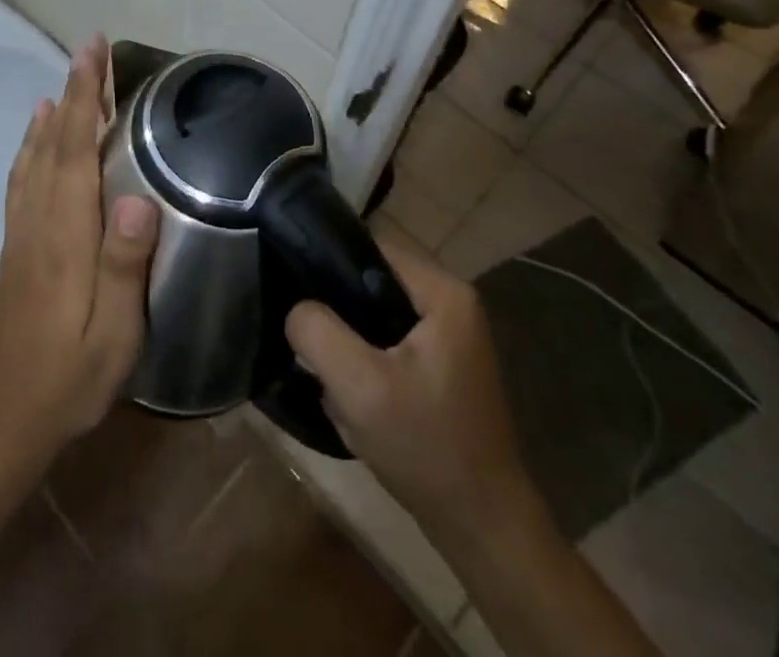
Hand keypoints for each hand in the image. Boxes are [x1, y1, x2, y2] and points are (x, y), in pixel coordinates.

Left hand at [0, 35, 157, 472]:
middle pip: (54, 141)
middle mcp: (40, 220)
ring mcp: (23, 230)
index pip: (74, 151)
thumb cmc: (71, 376)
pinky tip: (37, 134)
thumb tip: (139, 200)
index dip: (84, 98)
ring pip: (36, 155)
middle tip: (89, 47)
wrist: (8, 416)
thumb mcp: (114, 335)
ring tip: (68, 77)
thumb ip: (124, 266)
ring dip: (53, 110)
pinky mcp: (17, 243)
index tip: (92, 54)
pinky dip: (31, 144)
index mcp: (66, 235)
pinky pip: (23, 178)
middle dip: (73, 89)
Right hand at [286, 237, 536, 541]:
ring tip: (330, 375)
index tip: (296, 291)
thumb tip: (297, 309)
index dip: (328, 265)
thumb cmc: (427, 447)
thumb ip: (318, 332)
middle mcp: (451, 303)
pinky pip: (388, 345)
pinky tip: (353, 398)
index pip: (370, 248)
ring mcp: (449, 337)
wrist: (483, 529)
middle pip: (371, 282)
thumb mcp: (360, 387)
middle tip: (311, 344)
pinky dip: (367, 365)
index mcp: (443, 292)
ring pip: (375, 317)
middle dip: (339, 314)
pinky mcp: (441, 367)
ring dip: (350, 344)